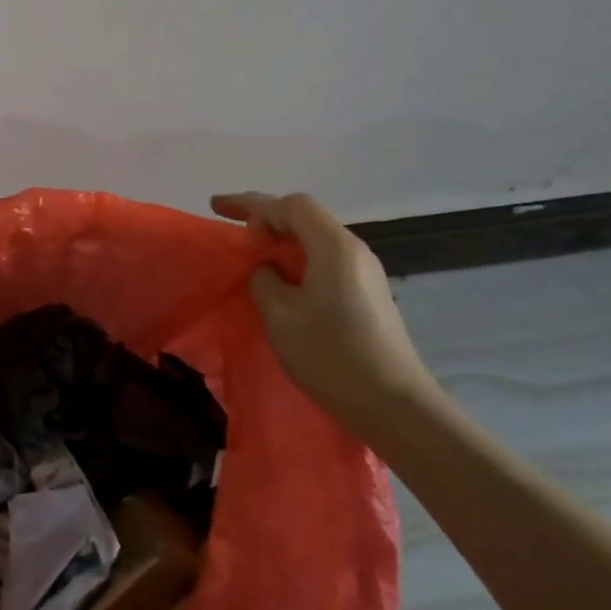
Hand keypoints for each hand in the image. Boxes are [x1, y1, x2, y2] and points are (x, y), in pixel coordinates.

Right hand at [210, 191, 440, 436]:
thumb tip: (268, 271)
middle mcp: (354, 251)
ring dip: (281, 240)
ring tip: (252, 254)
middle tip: (232, 228)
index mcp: (334, 246)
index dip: (251, 203)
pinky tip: (281, 281)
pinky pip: (325, 261)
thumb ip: (264, 280)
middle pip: (305, 217)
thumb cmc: (332, 355)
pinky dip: (297, 260)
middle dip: (265, 217)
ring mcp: (365, 273)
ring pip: (315, 240)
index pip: (290, 206)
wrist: (394, 406)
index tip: (216, 209)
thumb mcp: (280, 315)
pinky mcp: (368, 295)